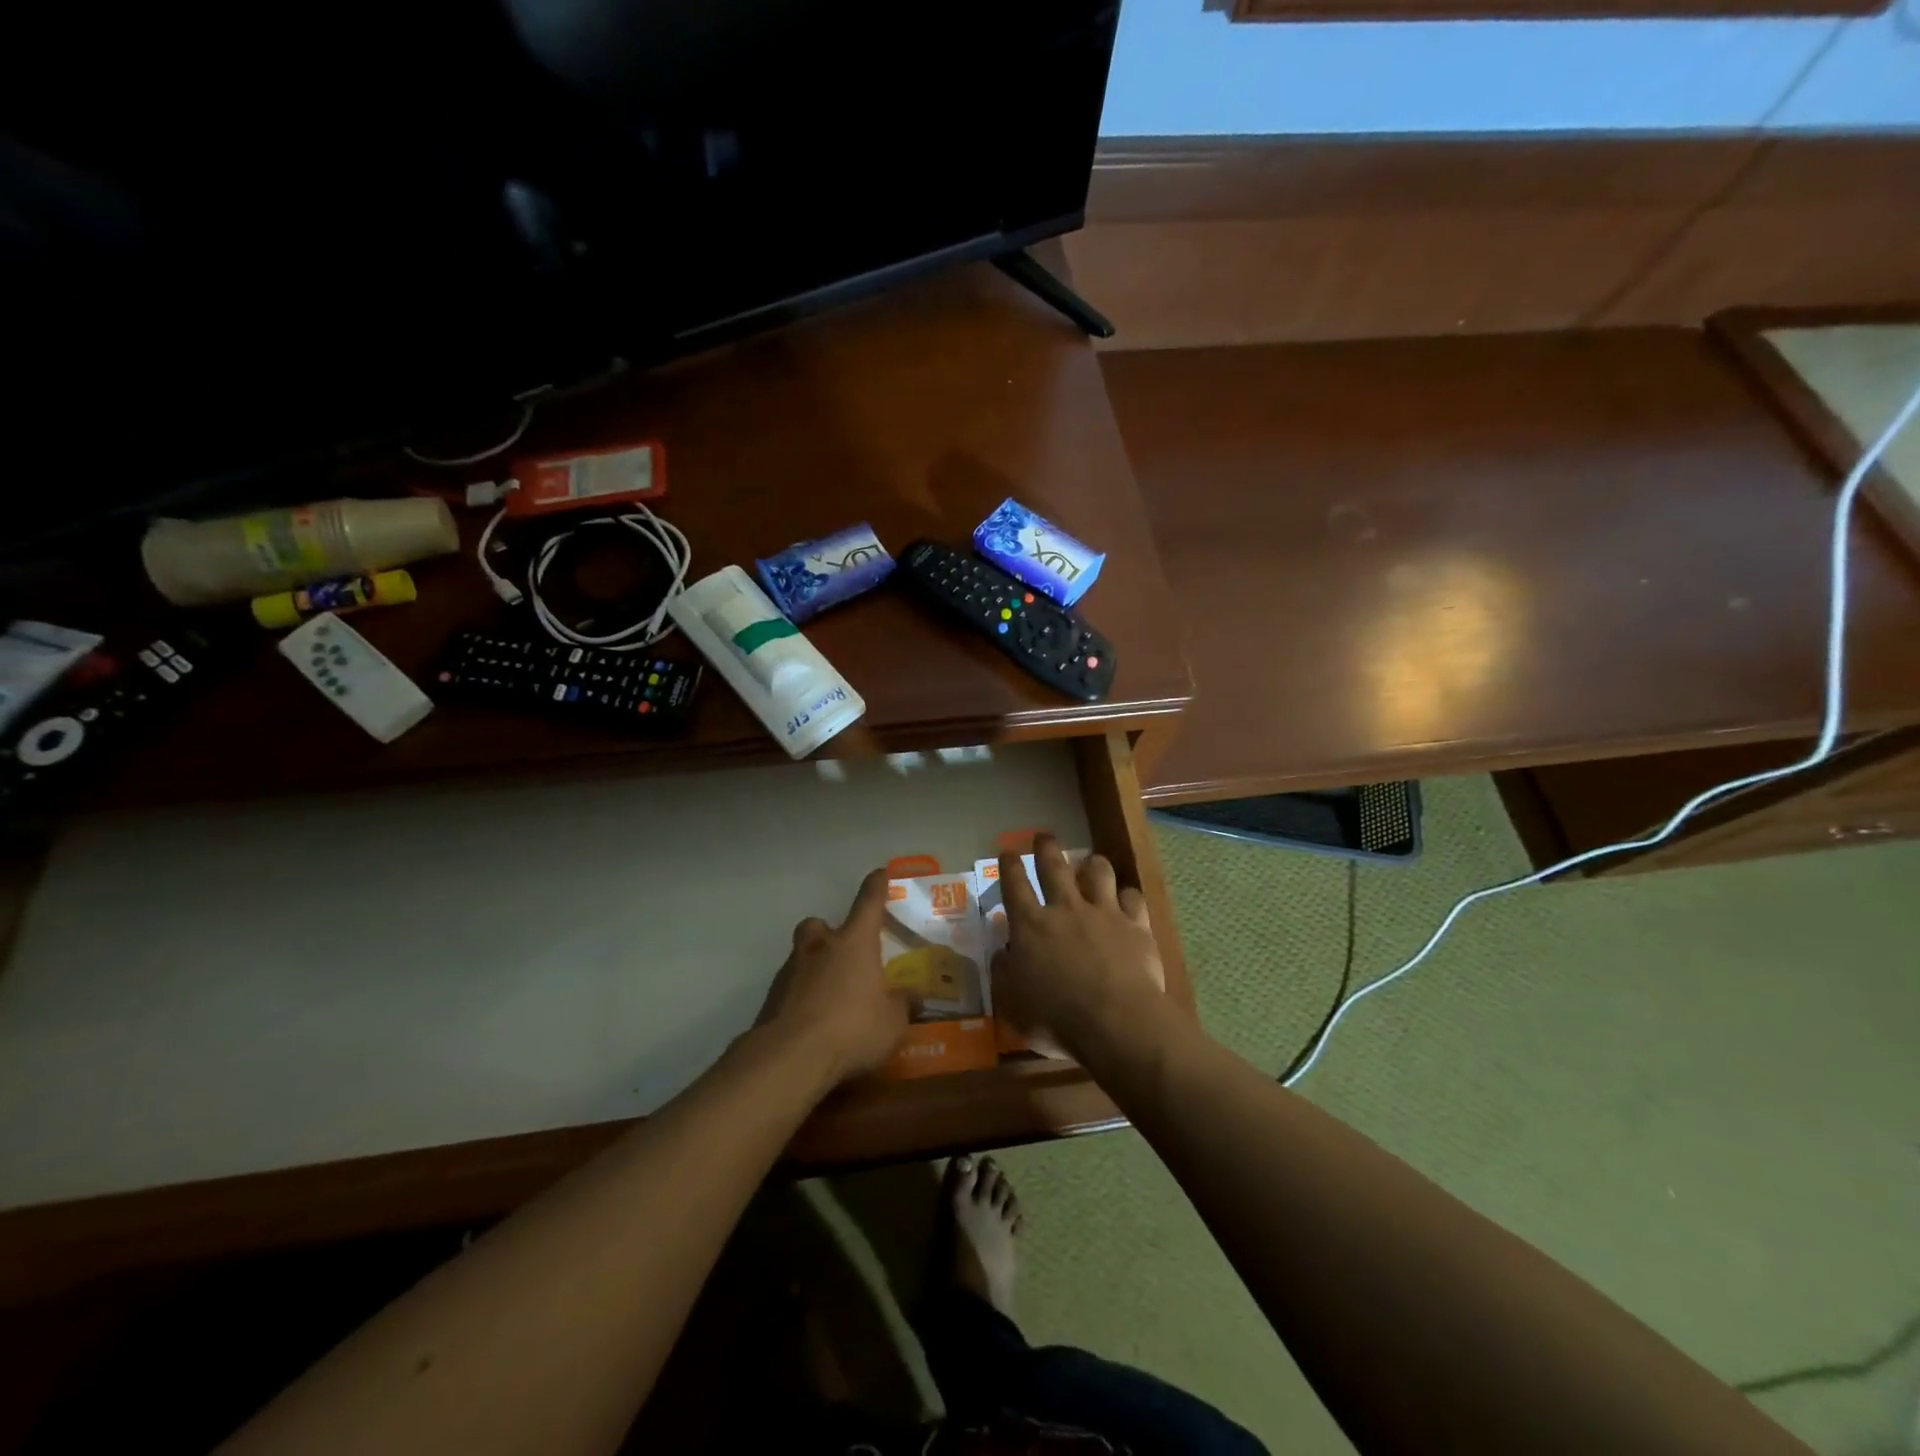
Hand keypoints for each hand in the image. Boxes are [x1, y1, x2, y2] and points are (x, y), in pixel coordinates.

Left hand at [759, 868, 909, 1084]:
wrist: (790, 1057)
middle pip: (820, 925)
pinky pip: (790, 987)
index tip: (880, 873)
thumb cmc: (852, 1028)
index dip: (876, 886)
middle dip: (830, 932)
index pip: (868, 903)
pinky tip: (812, 1020)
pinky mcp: (771, 998)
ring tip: (831, 994)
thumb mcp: (892, 1022)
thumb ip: (903, 1005)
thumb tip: (914, 997)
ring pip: (802, 955)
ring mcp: (791, 971)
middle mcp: (820, 947)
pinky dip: (801, 996)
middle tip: (843, 952)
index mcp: (854, 942)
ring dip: (815, 966)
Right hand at [991, 835, 1166, 1060]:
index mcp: (1031, 926)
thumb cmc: (1056, 1018)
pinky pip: (1133, 898)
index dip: (1009, 866)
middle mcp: (1066, 909)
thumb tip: (1001, 952)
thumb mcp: (1012, 1004)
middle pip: (1055, 866)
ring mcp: (1104, 913)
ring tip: (1092, 862)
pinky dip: (1127, 895)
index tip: (1007, 852)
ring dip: (1093, 864)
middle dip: (1046, 847)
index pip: (1014, 885)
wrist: (1116, 1022)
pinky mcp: (1136, 925)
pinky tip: (1127, 899)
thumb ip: (1003, 973)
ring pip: (1098, 872)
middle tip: (1044, 836)